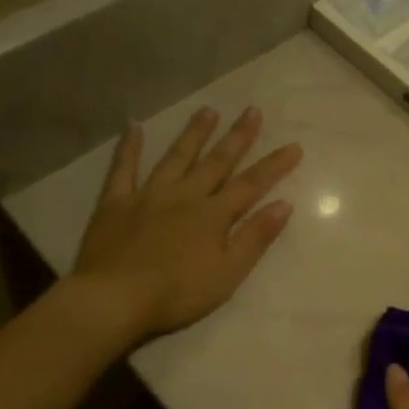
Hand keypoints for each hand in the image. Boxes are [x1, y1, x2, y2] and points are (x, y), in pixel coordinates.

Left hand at [72, 106, 300, 340]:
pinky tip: (133, 126)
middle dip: (237, 137)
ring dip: (194, 134)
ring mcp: (148, 195)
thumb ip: (255, 237)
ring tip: (208, 110)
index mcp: (213, 215)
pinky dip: (129, 147)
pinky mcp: (115, 202)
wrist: (115, 298)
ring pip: (176, 157)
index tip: (294, 146)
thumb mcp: (227, 273)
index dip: (274, 165)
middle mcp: (184, 196)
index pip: (251, 185)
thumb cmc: (177, 293)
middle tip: (252, 110)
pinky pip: (123, 168)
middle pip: (216, 162)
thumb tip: (284, 204)